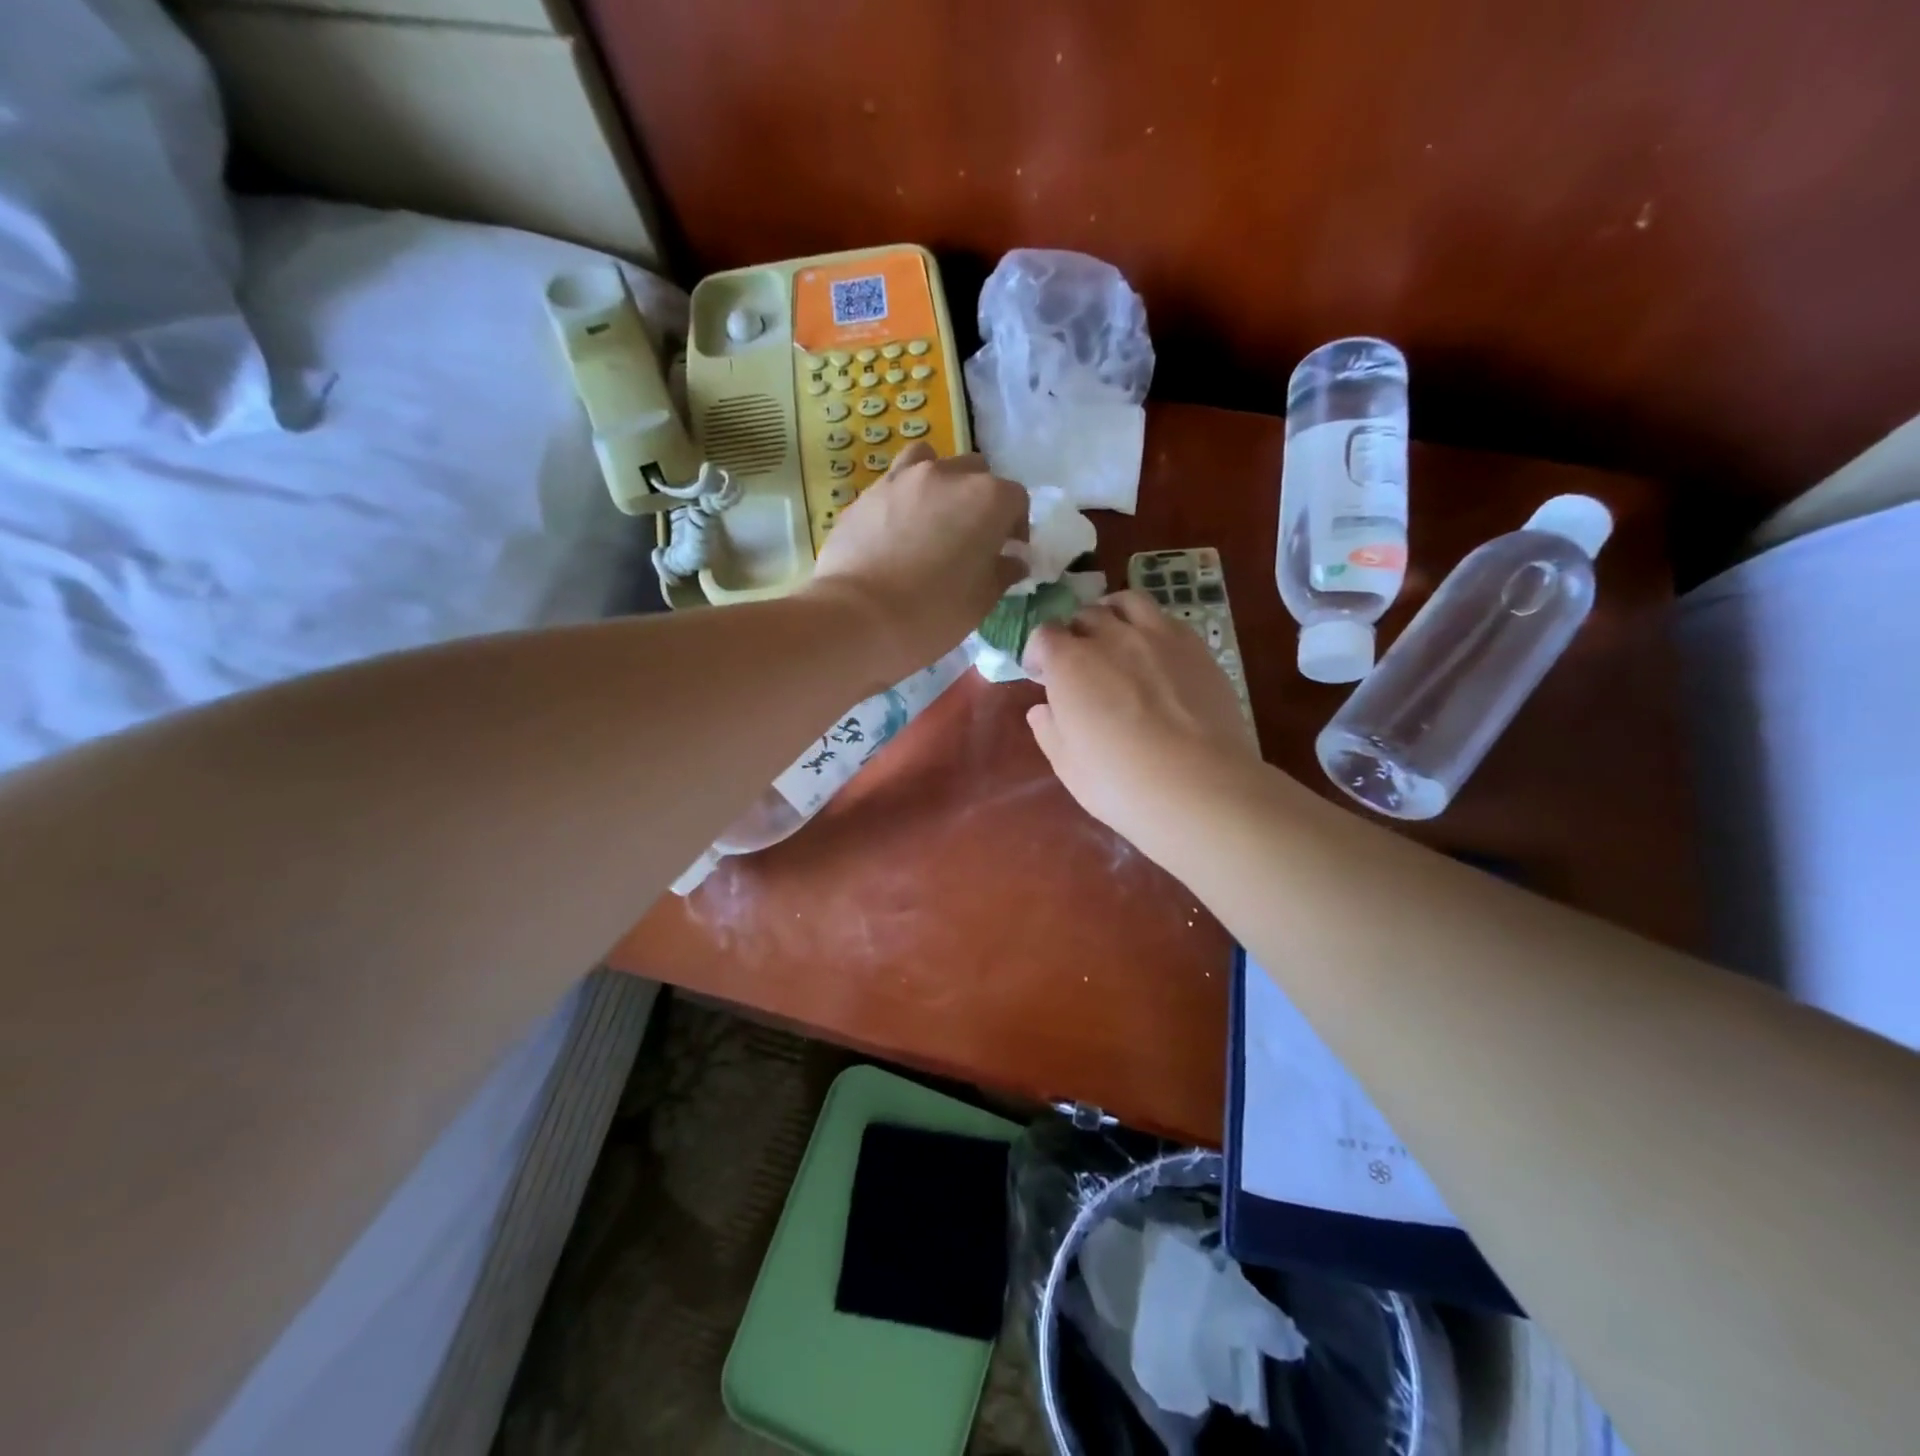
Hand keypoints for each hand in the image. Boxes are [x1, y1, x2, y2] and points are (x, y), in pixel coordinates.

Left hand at [808, 442, 1027, 681]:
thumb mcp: (981, 601)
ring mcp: (902, 479)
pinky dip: (903, 498)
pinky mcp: (867, 493)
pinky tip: (896, 530)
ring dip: (939, 483)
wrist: (858, 617)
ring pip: (930, 462)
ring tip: (932, 518)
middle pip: (975, 473)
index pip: (1016, 499)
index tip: (1008, 551)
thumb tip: (1013, 560)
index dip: (1016, 525)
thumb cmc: (933, 613)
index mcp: (987, 499)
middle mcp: (947, 475)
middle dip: (980, 500)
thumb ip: (1002, 572)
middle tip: (971, 537)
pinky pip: (894, 483)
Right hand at [1024, 590, 1265, 860]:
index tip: (1041, 676)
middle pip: (1085, 615)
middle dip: (1075, 634)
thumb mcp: (1069, 767)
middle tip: (1079, 662)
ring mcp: (1158, 636)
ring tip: (1116, 636)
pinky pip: (1166, 619)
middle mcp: (1111, 637)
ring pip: (1128, 602)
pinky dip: (1151, 627)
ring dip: (1113, 614)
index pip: (1044, 635)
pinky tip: (1156, 653)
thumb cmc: (1121, 783)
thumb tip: (1042, 710)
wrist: (1200, 786)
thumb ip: (1050, 731)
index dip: (1039, 653)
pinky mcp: (1196, 647)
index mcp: (1070, 664)